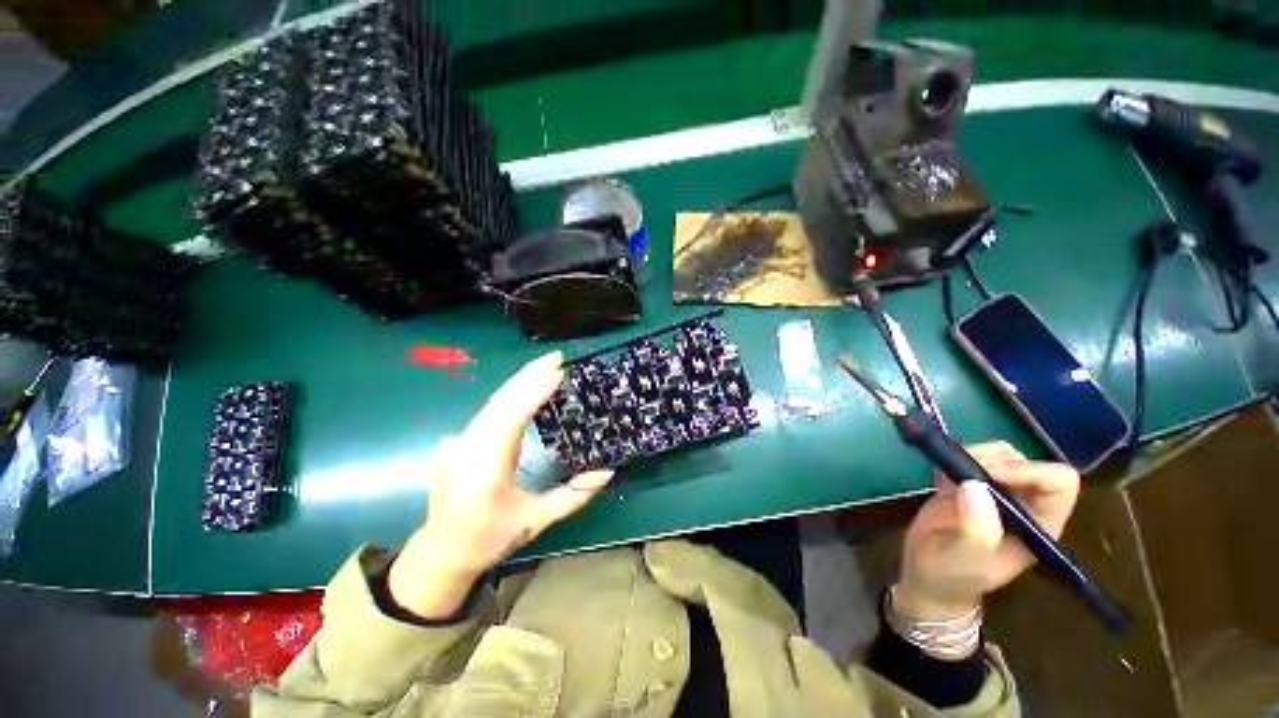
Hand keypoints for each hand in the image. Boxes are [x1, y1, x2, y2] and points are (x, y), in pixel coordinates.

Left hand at [388, 352, 613, 618]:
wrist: (442, 552)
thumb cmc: (489, 539)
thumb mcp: (536, 520)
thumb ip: (574, 495)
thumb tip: (608, 471)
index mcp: (484, 469)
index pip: (511, 418)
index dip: (534, 392)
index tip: (558, 372)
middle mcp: (467, 448)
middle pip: (500, 401)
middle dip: (529, 375)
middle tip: (558, 357)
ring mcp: (458, 442)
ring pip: (493, 403)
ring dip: (521, 381)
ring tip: (548, 365)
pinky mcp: (459, 440)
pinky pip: (489, 411)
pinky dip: (511, 394)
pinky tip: (527, 386)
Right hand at [894, 442, 1079, 621]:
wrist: (928, 576)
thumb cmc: (953, 574)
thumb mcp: (965, 559)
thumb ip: (976, 528)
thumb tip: (974, 485)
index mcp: (1039, 524)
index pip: (1058, 483)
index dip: (1029, 472)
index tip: (990, 476)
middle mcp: (1024, 503)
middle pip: (1025, 460)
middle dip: (992, 460)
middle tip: (960, 475)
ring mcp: (996, 492)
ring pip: (998, 454)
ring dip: (972, 455)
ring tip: (948, 479)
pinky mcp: (970, 483)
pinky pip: (969, 456)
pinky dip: (953, 457)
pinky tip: (940, 480)